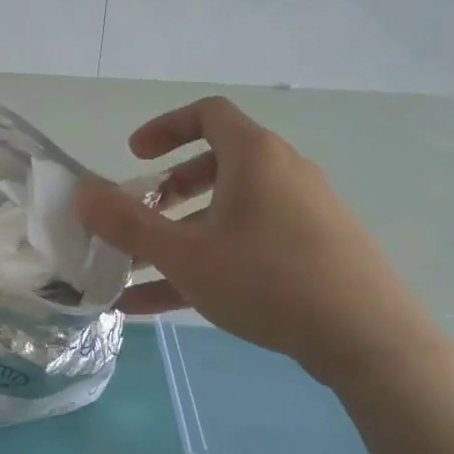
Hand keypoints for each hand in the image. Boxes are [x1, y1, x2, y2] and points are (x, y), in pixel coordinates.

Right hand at [74, 96, 449, 387]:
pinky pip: (250, 244)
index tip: (134, 157)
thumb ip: (129, 224)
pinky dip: (209, 261)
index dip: (164, 127)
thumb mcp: (187, 255)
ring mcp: (303, 214)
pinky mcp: (313, 252)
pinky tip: (163, 306)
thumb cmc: (269, 280)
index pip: (207, 113)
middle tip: (141, 215)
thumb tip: (82, 194)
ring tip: (140, 271)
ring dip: (182, 234)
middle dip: (169, 190)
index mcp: (255, 157)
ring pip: (230, 211)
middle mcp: (283, 174)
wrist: (371, 340)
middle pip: (217, 163)